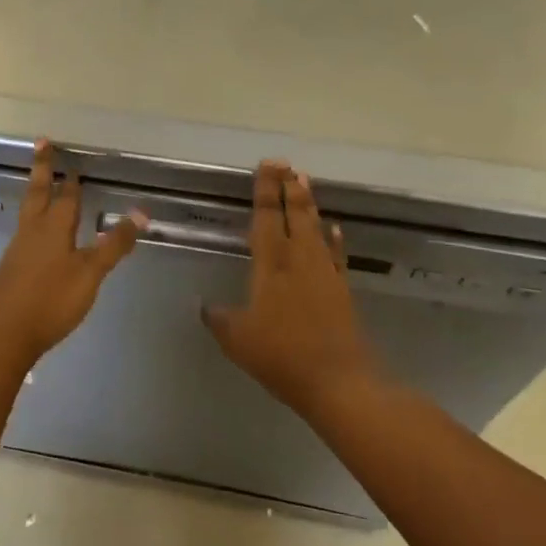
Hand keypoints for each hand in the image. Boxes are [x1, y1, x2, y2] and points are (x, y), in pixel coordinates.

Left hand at [0, 140, 145, 359]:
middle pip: (38, 192)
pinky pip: (24, 231)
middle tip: (41, 143)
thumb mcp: (90, 273)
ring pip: (28, 211)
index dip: (72, 180)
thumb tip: (141, 212)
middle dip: (43, 168)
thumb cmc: (52, 300)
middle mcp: (32, 231)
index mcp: (53, 228)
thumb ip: (114, 244)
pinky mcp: (11, 268)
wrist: (5, 334)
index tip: (72, 159)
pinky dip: (32, 220)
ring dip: (36, 193)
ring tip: (41, 185)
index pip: (66, 196)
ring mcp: (17, 249)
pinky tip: (36, 233)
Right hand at [202, 161, 379, 414]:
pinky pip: (336, 255)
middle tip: (286, 164)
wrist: (337, 380)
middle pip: (294, 214)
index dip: (266, 190)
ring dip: (309, 205)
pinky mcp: (341, 289)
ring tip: (305, 181)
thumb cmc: (281, 355)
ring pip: (315, 228)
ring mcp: (323, 272)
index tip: (268, 165)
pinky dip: (333, 240)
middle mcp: (299, 259)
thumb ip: (219, 318)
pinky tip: (334, 230)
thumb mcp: (237, 339)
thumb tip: (204, 305)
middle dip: (289, 187)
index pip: (266, 217)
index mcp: (271, 264)